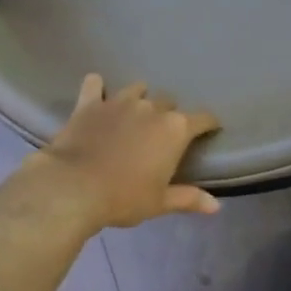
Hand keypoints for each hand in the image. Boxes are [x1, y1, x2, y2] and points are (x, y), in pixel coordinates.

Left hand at [34, 76, 222, 228]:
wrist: (74, 187)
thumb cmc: (124, 198)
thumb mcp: (160, 203)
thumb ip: (188, 198)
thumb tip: (216, 206)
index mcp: (175, 130)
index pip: (202, 119)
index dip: (209, 124)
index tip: (210, 129)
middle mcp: (151, 108)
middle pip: (169, 102)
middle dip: (169, 115)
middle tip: (162, 134)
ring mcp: (119, 102)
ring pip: (137, 89)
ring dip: (140, 98)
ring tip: (135, 113)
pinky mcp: (89, 103)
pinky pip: (95, 84)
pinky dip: (98, 88)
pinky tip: (98, 95)